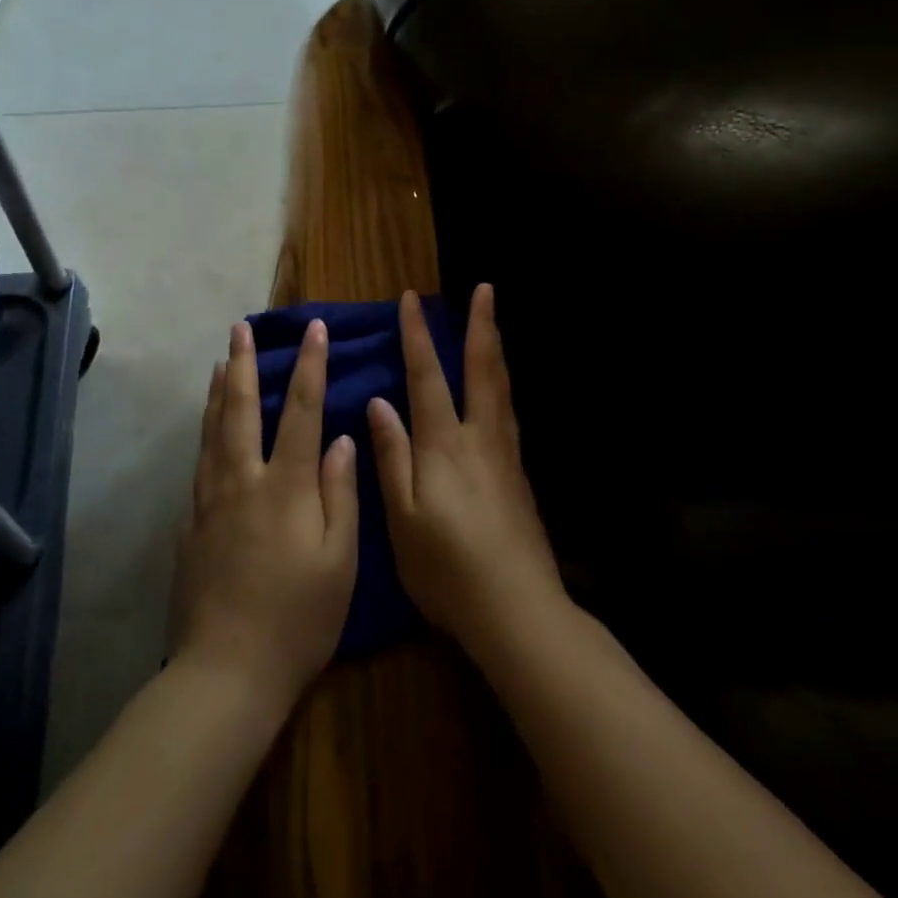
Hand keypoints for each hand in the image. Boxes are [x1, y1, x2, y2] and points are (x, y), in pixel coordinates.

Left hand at [171, 319, 357, 712]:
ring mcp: (211, 501)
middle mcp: (243, 481)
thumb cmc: (298, 620)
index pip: (301, 410)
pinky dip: (203, 432)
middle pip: (241, 408)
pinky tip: (206, 426)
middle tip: (240, 327)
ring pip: (212, 430)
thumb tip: (343, 440)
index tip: (314, 329)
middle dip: (244, 363)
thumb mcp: (340, 562)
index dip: (310, 365)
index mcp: (286, 486)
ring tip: (219, 360)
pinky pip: (199, 462)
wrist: (227, 672)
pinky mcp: (191, 524)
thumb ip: (341, 494)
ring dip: (218, 390)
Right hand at [369, 286, 561, 657]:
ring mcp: (505, 454)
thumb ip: (392, 456)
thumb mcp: (402, 518)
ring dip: (495, 347)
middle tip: (485, 288)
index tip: (410, 300)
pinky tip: (501, 387)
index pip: (427, 376)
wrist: (517, 609)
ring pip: (501, 386)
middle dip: (480, 325)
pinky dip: (503, 382)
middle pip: (482, 369)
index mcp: (444, 445)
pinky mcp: (519, 474)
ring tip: (493, 321)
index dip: (417, 336)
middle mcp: (479, 438)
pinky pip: (509, 410)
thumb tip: (379, 403)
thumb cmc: (447, 569)